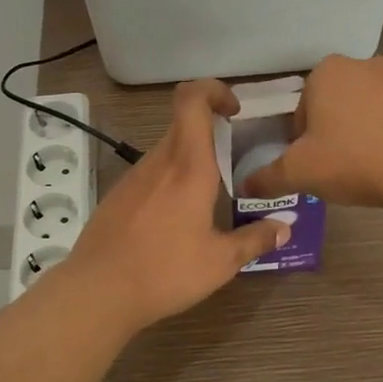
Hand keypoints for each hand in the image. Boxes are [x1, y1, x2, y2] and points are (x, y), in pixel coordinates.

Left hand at [59, 79, 289, 331]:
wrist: (97, 292)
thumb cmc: (165, 271)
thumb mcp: (221, 262)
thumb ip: (256, 239)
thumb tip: (285, 227)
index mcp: (189, 166)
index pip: (192, 99)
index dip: (213, 90)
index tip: (234, 111)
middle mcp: (159, 162)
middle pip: (183, 124)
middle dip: (211, 131)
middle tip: (234, 159)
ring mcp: (133, 178)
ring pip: (167, 151)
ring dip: (191, 160)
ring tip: (211, 196)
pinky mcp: (117, 196)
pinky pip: (150, 175)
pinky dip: (169, 182)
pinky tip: (176, 220)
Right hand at [241, 53, 382, 208]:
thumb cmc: (353, 160)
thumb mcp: (298, 173)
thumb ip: (266, 178)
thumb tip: (244, 186)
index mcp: (326, 71)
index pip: (301, 106)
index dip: (301, 139)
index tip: (311, 163)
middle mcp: (364, 64)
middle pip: (335, 104)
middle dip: (333, 133)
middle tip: (337, 168)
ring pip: (368, 110)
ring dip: (363, 134)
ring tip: (368, 170)